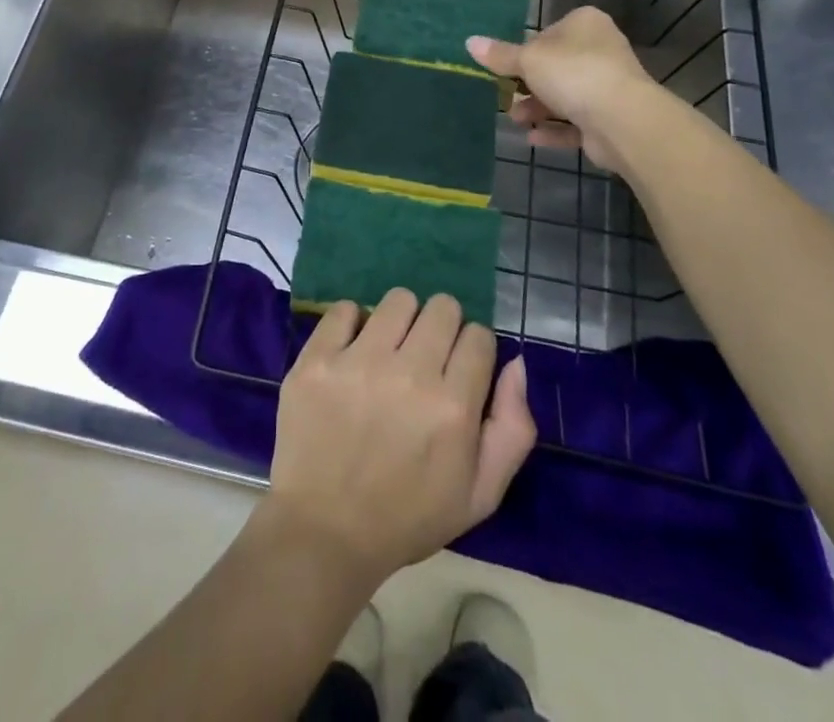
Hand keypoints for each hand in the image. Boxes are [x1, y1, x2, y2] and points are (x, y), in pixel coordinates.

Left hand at [262, 291, 534, 587]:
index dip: (473, 351)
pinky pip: (344, 308)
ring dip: (401, 320)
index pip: (479, 336)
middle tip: (424, 358)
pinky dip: (352, 323)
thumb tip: (515, 363)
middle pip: (443, 307)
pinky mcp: (318, 358)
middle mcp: (410, 374)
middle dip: (442, 328)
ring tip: (388, 350)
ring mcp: (359, 362)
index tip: (458, 371)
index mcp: (454, 407)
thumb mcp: (481, 494)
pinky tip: (352, 351)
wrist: (324, 532)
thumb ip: (513, 428)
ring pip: (398, 299)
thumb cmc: (408, 516)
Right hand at [468, 7, 655, 169]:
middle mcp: (600, 50)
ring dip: (537, 109)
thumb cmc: (573, 74)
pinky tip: (532, 139)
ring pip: (565, 96)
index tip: (506, 68)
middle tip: (505, 97)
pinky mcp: (610, 118)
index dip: (526, 50)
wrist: (622, 120)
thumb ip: (499, 55)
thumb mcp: (528, 60)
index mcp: (585, 24)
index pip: (548, 33)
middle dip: (528, 86)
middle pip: (555, 67)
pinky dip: (554, 130)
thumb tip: (469, 42)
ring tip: (516, 121)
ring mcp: (609, 86)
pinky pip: (576, 123)